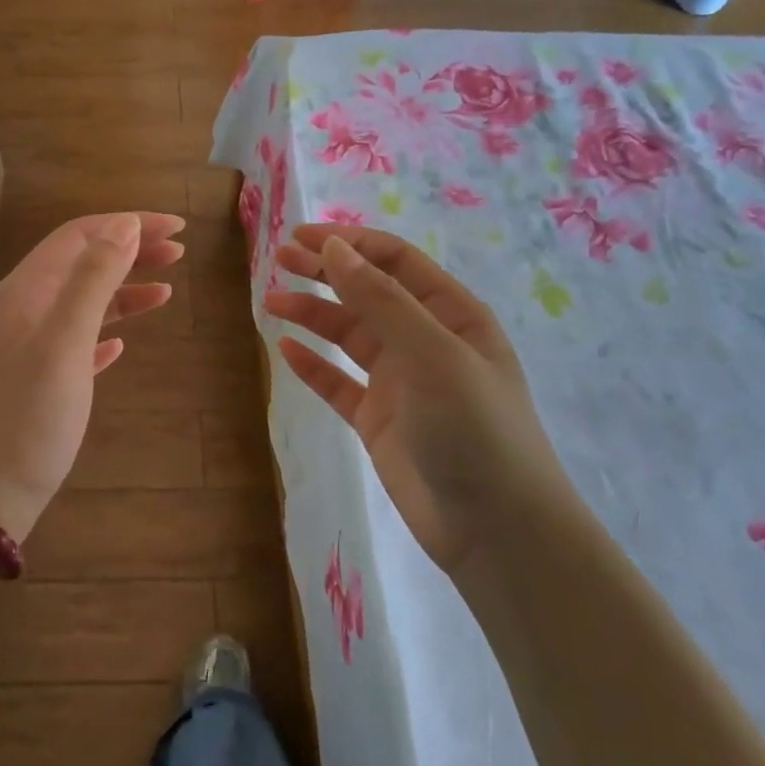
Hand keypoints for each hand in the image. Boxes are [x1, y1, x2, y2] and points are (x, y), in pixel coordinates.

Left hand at [0, 212, 183, 537]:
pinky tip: (122, 343)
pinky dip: (103, 332)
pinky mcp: (34, 381)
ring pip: (80, 303)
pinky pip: (74, 341)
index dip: (128, 224)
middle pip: (81, 264)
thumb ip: (92, 281)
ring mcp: (25, 347)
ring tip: (166, 291)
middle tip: (179, 253)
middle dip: (129, 252)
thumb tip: (124, 226)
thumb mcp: (63, 343)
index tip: (178, 227)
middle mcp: (22, 311)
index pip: (80, 235)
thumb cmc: (27, 418)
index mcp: (25, 292)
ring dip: (122, 291)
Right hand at [265, 224, 581, 577]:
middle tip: (278, 261)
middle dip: (326, 272)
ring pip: (349, 336)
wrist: (494, 528)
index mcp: (453, 316)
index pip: (396, 262)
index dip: (349, 244)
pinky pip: (339, 383)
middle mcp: (426, 342)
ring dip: (313, 315)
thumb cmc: (473, 428)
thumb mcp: (431, 354)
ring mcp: (401, 383)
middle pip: (368, 293)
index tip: (300, 238)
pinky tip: (285, 350)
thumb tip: (333, 248)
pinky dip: (313, 366)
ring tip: (271, 301)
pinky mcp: (379, 421)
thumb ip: (380, 299)